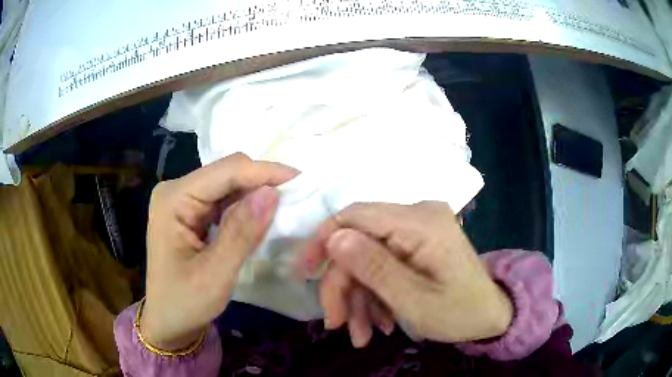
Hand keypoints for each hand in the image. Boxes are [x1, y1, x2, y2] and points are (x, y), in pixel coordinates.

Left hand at [141, 153, 297, 350]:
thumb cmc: (185, 303)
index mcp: (173, 199)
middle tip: (297, 196)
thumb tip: (272, 192)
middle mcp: (176, 190)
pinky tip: (261, 216)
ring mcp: (182, 200)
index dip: (264, 172)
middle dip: (262, 181)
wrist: (168, 320)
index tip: (301, 180)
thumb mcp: (215, 275)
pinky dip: (246, 206)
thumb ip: (241, 233)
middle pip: (226, 173)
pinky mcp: (191, 212)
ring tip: (285, 205)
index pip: (225, 171)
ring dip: (256, 193)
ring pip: (228, 184)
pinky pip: (224, 199)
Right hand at [302, 201, 512, 345]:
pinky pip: (383, 264)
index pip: (356, 215)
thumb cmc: (461, 312)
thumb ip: (374, 268)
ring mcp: (416, 230)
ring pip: (367, 258)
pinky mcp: (415, 244)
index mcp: (421, 222)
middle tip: (339, 325)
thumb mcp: (415, 301)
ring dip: (359, 298)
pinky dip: (375, 295)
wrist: (491, 316)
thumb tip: (334, 239)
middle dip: (344, 286)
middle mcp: (417, 216)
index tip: (306, 273)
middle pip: (359, 242)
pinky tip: (380, 322)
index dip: (324, 241)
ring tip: (362, 334)